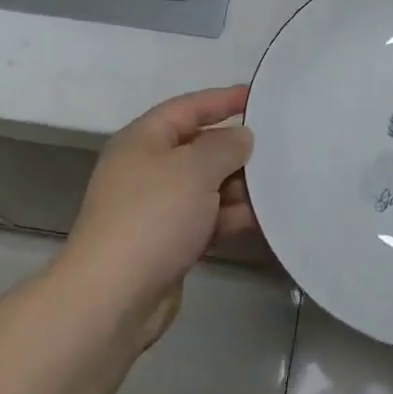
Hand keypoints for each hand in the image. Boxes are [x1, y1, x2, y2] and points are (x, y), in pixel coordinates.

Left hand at [57, 86, 254, 349]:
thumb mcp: (195, 168)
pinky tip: (263, 219)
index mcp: (144, 139)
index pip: (188, 107)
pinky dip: (230, 217)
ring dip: (238, 186)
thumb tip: (241, 137)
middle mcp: (147, 168)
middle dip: (236, 148)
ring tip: (278, 185)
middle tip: (278, 146)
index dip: (222, 99)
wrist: (113, 297)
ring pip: (206, 186)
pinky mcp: (167, 243)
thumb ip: (225, 146)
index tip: (257, 96)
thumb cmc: (153, 215)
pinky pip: (206, 219)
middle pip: (199, 147)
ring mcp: (156, 208)